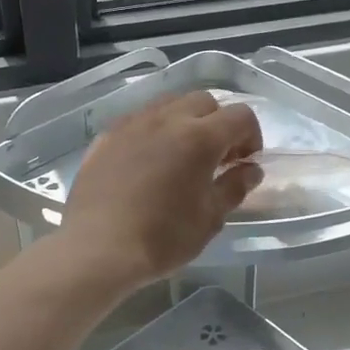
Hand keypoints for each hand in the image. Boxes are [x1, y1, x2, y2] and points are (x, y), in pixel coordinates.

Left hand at [63, 92, 263, 287]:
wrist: (97, 248)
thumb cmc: (162, 238)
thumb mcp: (209, 218)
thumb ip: (234, 187)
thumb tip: (250, 170)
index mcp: (199, 137)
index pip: (240, 116)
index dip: (251, 136)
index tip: (245, 163)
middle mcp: (166, 118)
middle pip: (204, 101)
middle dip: (218, 123)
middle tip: (216, 157)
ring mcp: (132, 123)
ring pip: (169, 104)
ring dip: (184, 121)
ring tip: (181, 156)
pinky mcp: (107, 135)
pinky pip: (139, 119)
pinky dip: (154, 130)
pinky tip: (148, 162)